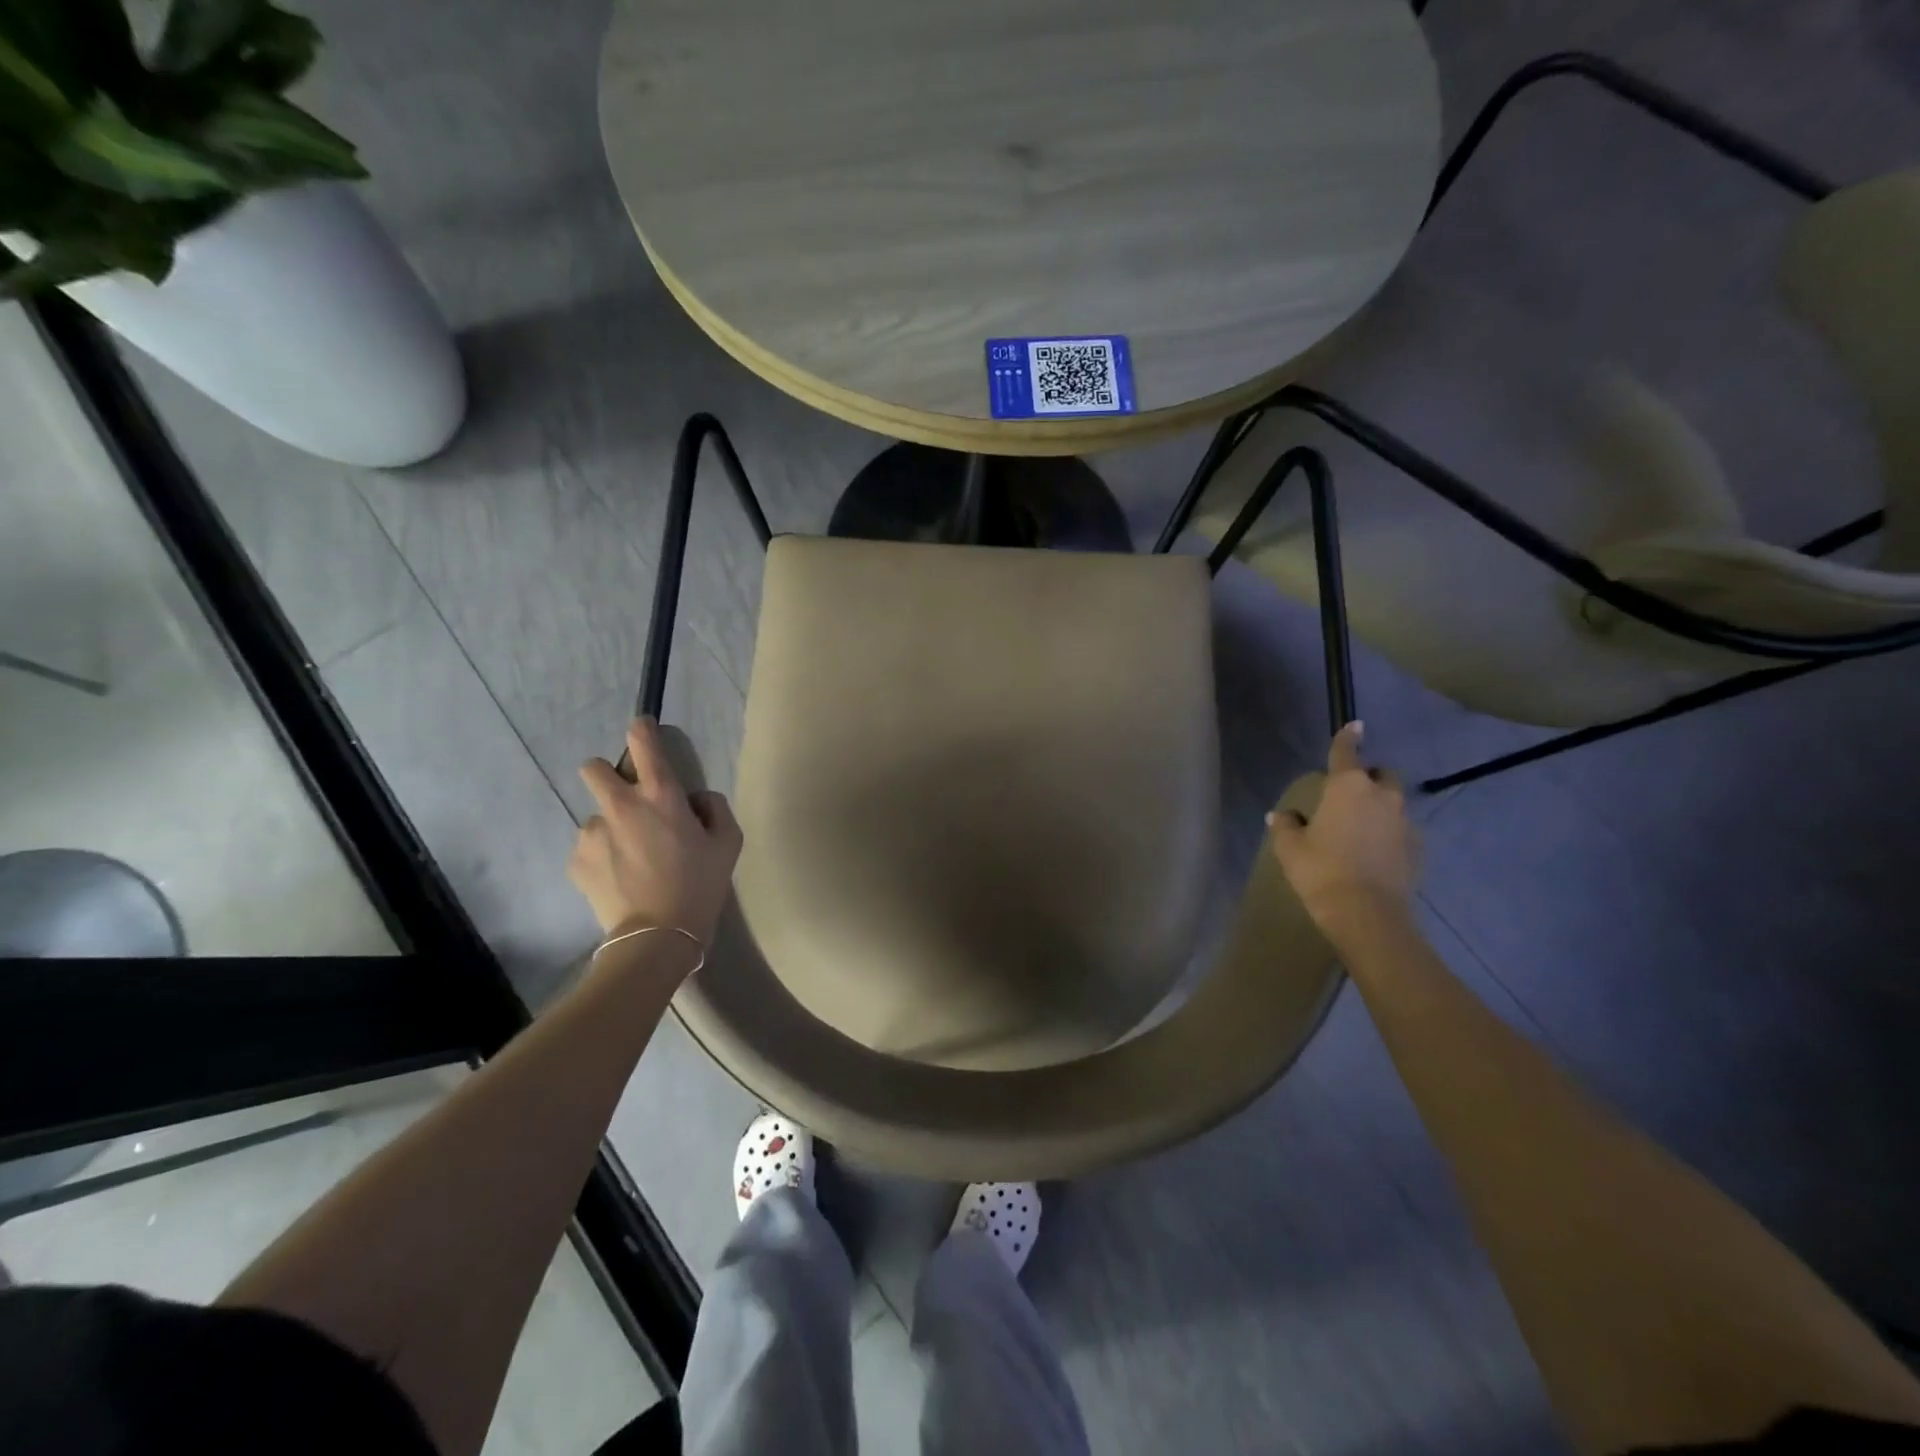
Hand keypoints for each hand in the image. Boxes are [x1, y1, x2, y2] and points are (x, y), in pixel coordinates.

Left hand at [569, 717, 743, 947]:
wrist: (657, 936)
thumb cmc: (701, 885)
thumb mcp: (729, 843)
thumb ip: (715, 808)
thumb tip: (695, 800)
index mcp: (661, 795)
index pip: (642, 743)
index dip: (641, 730)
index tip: (642, 729)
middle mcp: (621, 805)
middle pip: (594, 768)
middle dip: (606, 776)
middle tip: (626, 803)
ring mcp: (592, 832)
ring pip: (596, 817)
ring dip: (610, 828)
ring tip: (630, 861)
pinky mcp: (577, 860)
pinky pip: (589, 848)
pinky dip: (602, 857)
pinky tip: (619, 880)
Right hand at [1270, 722, 1417, 937]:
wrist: (1368, 914)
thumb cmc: (1321, 871)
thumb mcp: (1290, 848)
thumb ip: (1286, 826)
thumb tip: (1282, 816)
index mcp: (1348, 787)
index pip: (1347, 753)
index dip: (1348, 737)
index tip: (1354, 725)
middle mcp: (1381, 796)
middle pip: (1381, 774)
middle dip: (1369, 777)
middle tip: (1349, 794)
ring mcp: (1404, 822)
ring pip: (1393, 802)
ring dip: (1379, 806)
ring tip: (1360, 826)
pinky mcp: (1417, 848)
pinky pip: (1401, 829)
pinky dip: (1388, 832)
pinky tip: (1373, 851)